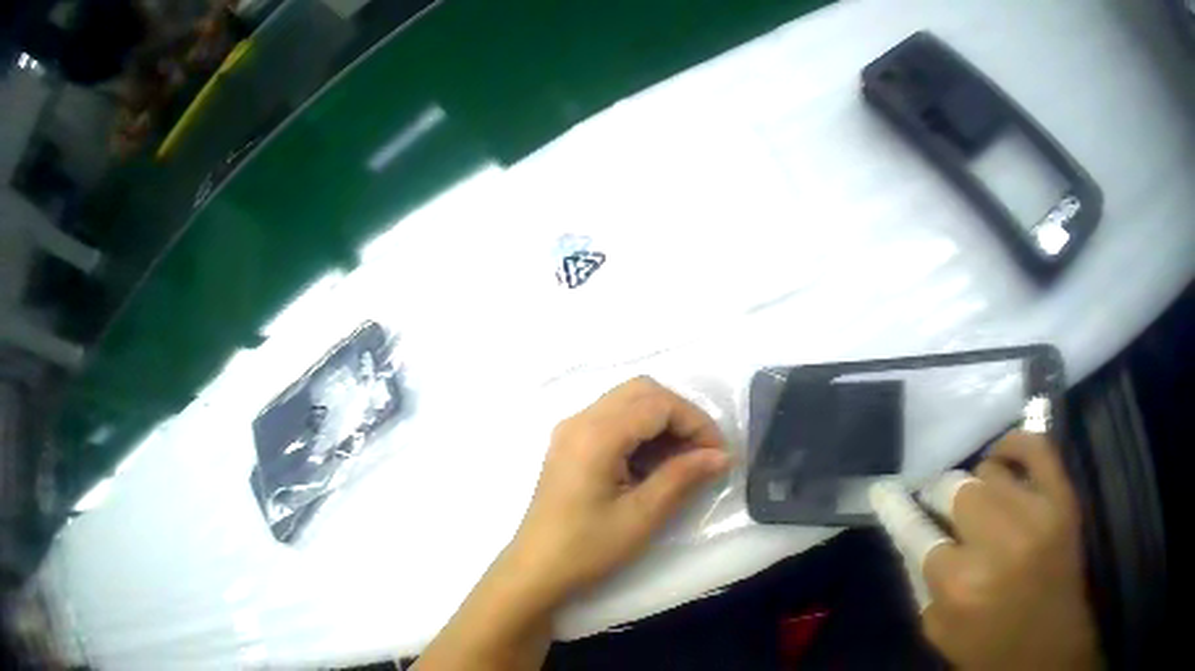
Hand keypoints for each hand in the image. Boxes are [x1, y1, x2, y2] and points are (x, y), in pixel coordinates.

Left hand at [505, 376, 730, 608]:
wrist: (536, 570)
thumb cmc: (587, 548)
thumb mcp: (642, 516)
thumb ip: (683, 477)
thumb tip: (721, 455)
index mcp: (596, 434)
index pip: (658, 403)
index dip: (696, 422)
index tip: (718, 455)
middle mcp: (580, 420)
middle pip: (642, 391)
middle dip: (680, 415)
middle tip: (702, 452)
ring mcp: (570, 430)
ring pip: (627, 401)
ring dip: (661, 422)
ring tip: (683, 461)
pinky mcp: (569, 445)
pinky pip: (612, 419)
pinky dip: (640, 431)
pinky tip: (653, 465)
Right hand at [870, 432, 1099, 669]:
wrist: (1049, 647)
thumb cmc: (988, 647)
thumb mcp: (940, 631)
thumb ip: (923, 582)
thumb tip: (914, 534)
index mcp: (960, 586)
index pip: (918, 532)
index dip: (898, 508)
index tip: (883, 488)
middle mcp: (997, 544)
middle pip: (955, 490)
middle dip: (942, 499)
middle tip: (946, 511)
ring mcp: (1036, 513)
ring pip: (989, 471)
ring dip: (978, 487)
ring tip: (981, 503)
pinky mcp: (1063, 499)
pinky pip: (1037, 446)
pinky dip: (1015, 444)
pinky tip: (1003, 456)